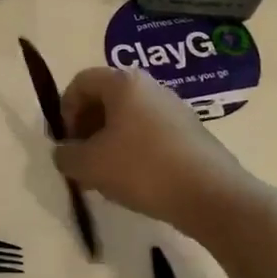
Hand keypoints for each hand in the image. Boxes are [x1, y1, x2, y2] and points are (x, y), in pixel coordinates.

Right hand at [53, 67, 249, 235]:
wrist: (211, 195)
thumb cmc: (142, 169)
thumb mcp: (88, 165)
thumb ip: (65, 155)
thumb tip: (64, 152)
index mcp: (123, 82)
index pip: (81, 82)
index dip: (64, 110)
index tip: (66, 141)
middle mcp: (151, 86)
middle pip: (105, 98)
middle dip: (86, 126)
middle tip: (82, 158)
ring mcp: (175, 108)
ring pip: (128, 117)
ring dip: (109, 140)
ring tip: (105, 174)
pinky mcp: (191, 132)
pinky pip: (150, 132)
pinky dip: (134, 149)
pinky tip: (135, 180)